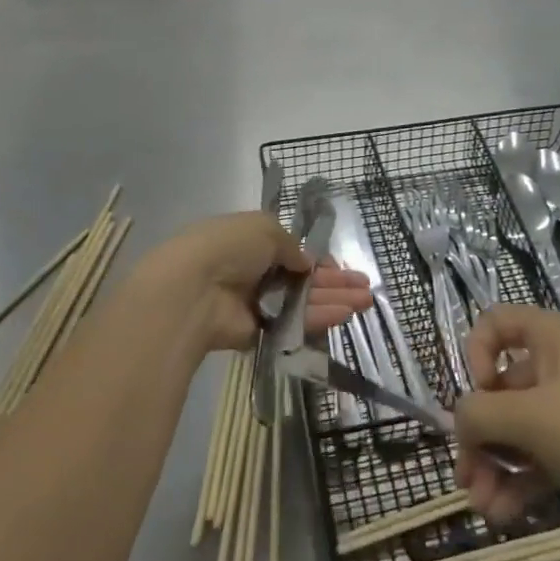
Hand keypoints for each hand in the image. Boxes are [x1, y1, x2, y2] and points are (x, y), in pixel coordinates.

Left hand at [126, 212, 372, 356]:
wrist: (193, 289)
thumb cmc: (228, 247)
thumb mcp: (265, 228)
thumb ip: (291, 245)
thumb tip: (306, 263)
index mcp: (251, 242)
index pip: (290, 252)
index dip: (316, 259)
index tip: (339, 265)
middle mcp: (254, 272)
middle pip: (302, 279)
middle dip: (335, 282)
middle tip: (365, 287)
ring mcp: (256, 303)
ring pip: (303, 302)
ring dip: (335, 300)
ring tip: (366, 302)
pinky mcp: (258, 331)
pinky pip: (293, 323)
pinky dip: (319, 318)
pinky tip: (345, 314)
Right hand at [454, 305, 559, 528]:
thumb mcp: (531, 417)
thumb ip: (480, 415)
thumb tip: (459, 422)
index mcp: (549, 338)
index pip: (495, 323)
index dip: (476, 353)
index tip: (479, 392)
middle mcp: (558, 367)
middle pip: (500, 390)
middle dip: (479, 434)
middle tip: (465, 476)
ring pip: (517, 431)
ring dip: (494, 467)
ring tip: (483, 509)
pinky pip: (539, 460)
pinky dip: (519, 484)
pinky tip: (503, 517)